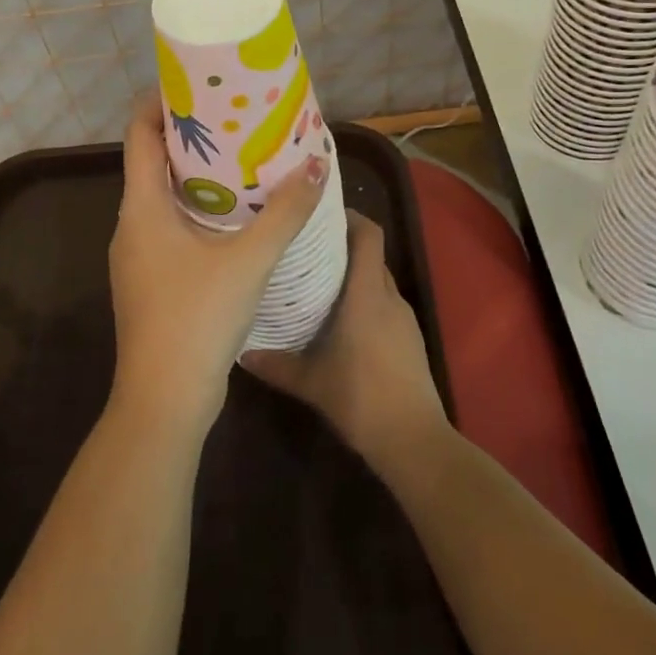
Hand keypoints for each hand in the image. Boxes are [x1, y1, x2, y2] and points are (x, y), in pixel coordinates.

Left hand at [108, 90, 327, 440]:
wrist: (164, 400)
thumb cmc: (198, 318)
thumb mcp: (249, 260)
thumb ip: (286, 212)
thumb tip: (318, 163)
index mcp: (142, 207)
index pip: (140, 134)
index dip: (161, 102)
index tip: (197, 82)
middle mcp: (132, 224)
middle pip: (154, 162)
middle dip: (192, 136)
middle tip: (235, 116)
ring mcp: (138, 255)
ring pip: (164, 198)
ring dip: (198, 176)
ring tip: (243, 158)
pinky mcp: (151, 280)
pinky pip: (171, 227)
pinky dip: (199, 210)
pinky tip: (236, 216)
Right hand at [242, 211, 449, 477]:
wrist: (414, 440)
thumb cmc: (361, 398)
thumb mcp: (311, 382)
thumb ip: (276, 364)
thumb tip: (241, 352)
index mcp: (367, 294)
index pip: (369, 235)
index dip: (350, 217)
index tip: (320, 214)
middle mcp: (389, 297)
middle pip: (371, 255)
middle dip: (343, 246)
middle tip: (306, 247)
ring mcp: (404, 319)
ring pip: (377, 281)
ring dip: (353, 275)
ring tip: (317, 281)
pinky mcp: (410, 339)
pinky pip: (384, 304)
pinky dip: (364, 300)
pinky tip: (340, 320)